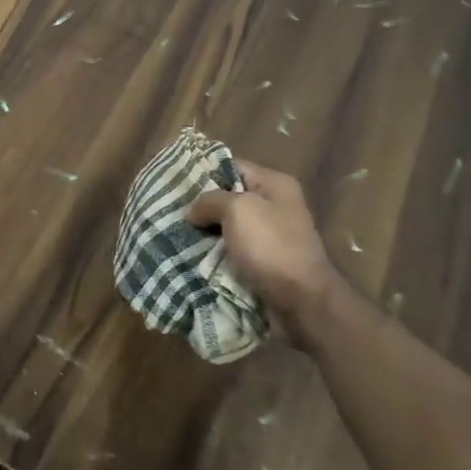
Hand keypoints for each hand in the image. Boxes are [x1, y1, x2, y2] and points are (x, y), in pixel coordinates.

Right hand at [187, 160, 343, 348]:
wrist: (302, 303)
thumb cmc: (271, 247)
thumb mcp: (238, 210)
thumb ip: (210, 200)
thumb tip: (192, 211)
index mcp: (275, 185)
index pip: (232, 166)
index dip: (203, 172)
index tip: (174, 183)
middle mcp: (274, 206)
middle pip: (228, 198)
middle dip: (200, 207)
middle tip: (169, 211)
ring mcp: (270, 237)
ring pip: (226, 228)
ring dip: (204, 233)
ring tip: (172, 234)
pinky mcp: (263, 263)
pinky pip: (232, 252)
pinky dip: (213, 255)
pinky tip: (189, 257)